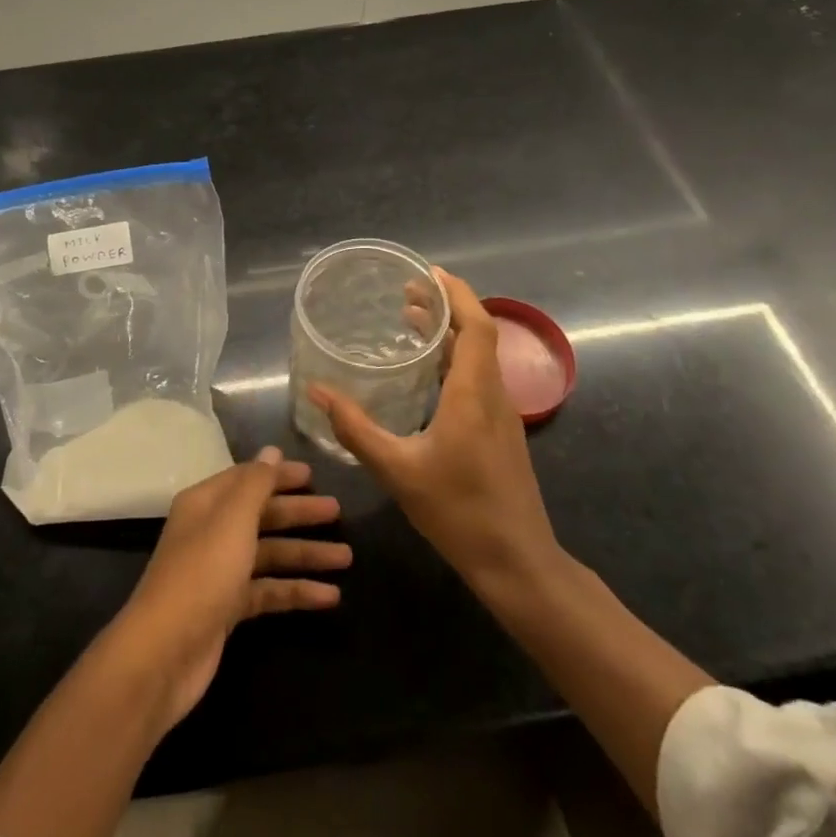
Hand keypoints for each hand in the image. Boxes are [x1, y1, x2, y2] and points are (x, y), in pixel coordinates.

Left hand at [110, 449, 347, 726]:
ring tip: (346, 557)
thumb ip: (256, 483)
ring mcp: (220, 572)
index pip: (248, 479)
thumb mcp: (233, 519)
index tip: (314, 474)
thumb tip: (272, 450)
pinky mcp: (229, 609)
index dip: (279, 475)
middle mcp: (212, 532)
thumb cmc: (202, 573)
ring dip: (305, 554)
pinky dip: (297, 591)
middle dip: (299, 513)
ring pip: (269, 554)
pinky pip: (269, 591)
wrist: (165, 652)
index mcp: (206, 503)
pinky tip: (331, 597)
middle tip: (338, 511)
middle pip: (262, 515)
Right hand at [309, 268, 560, 587]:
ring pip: (481, 356)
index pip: (476, 326)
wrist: (517, 562)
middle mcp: (493, 395)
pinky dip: (455, 359)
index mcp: (473, 395)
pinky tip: (428, 373)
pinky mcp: (501, 432)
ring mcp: (502, 414)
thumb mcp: (396, 470)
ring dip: (451, 332)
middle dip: (447, 306)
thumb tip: (318, 392)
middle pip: (479, 334)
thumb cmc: (458, 512)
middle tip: (408, 292)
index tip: (426, 273)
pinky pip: (479, 377)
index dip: (456, 293)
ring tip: (412, 322)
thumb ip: (355, 429)